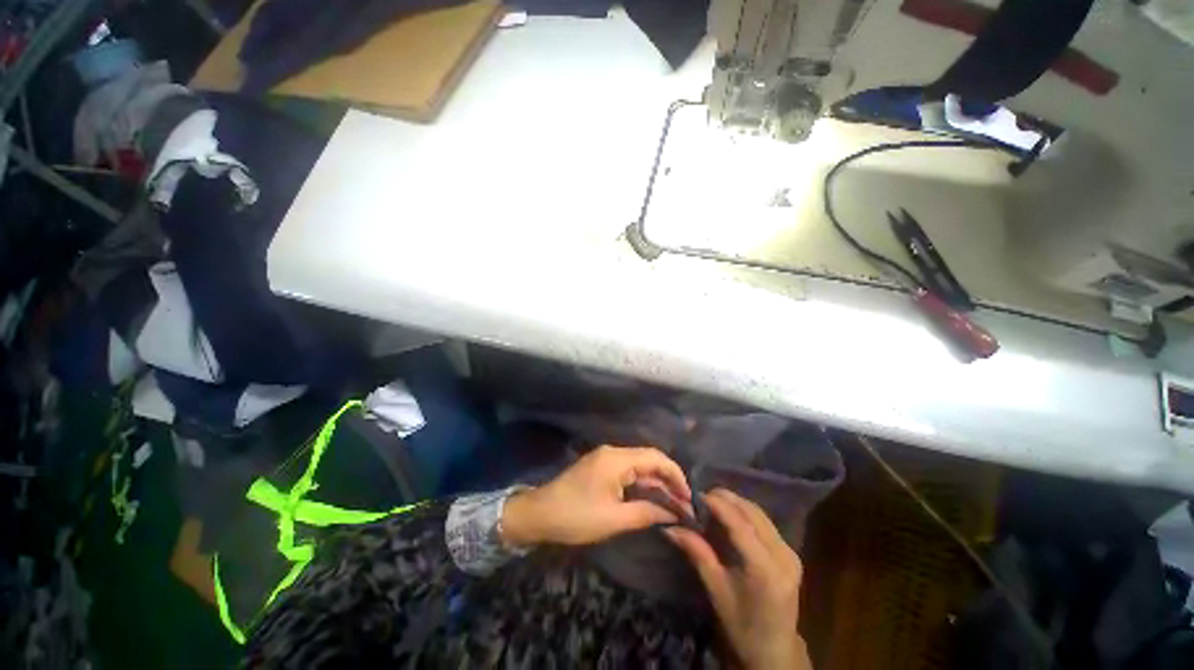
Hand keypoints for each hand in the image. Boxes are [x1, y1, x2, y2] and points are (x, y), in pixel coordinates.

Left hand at [502, 446, 691, 546]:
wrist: (539, 514)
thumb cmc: (576, 517)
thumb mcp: (613, 519)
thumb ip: (646, 513)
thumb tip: (673, 513)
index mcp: (616, 459)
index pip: (655, 458)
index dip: (675, 474)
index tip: (689, 497)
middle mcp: (613, 452)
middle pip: (649, 459)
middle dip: (668, 480)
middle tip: (684, 505)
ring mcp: (605, 458)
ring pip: (639, 465)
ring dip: (656, 483)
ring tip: (673, 504)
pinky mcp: (600, 468)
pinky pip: (628, 471)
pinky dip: (642, 483)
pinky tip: (651, 498)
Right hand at [665, 489, 810, 669]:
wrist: (775, 652)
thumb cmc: (742, 626)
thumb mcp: (717, 591)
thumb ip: (697, 553)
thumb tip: (670, 527)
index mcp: (765, 570)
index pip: (740, 524)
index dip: (717, 504)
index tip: (695, 494)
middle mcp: (783, 556)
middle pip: (752, 513)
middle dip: (726, 499)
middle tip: (700, 497)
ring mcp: (790, 553)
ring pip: (760, 514)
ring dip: (735, 503)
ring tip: (712, 502)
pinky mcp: (790, 553)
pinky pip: (765, 523)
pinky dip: (745, 513)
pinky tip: (730, 515)